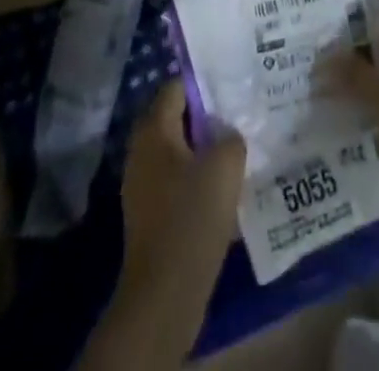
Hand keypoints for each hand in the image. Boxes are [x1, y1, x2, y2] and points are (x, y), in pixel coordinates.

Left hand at [118, 79, 244, 298]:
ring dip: (202, 151)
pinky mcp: (148, 214)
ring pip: (177, 152)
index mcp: (154, 129)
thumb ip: (231, 137)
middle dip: (206, 119)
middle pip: (176, 119)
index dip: (204, 84)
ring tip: (235, 154)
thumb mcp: (225, 166)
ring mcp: (141, 184)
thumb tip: (227, 134)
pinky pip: (175, 181)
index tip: (232, 89)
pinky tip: (220, 191)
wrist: (164, 294)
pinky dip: (195, 180)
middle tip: (237, 119)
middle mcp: (141, 150)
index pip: (176, 87)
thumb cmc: (192, 217)